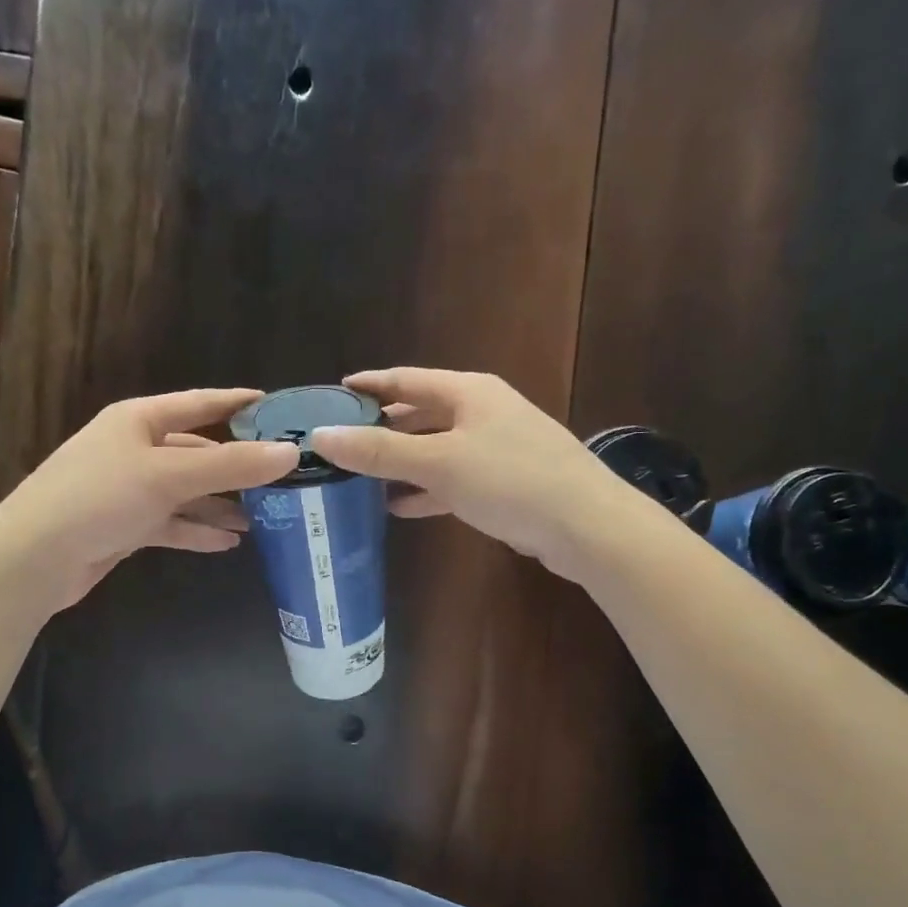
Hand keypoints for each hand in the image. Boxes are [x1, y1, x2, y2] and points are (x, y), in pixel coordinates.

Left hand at [0, 389, 298, 610]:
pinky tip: (228, 543)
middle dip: (236, 467)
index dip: (237, 403)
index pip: (200, 403)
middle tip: (281, 479)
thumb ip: (231, 465)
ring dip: (220, 505)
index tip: (276, 407)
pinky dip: (197, 531)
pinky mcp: (125, 526)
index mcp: (139, 420)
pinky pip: (171, 523)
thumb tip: (290, 452)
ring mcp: (129, 489)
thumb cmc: (99, 498)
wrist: (34, 558)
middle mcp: (135, 449)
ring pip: (187, 492)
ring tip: (263, 519)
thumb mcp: (169, 475)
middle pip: (197, 452)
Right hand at [312, 368, 622, 582]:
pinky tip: (399, 507)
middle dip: (380, 429)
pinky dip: (425, 489)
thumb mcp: (439, 463)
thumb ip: (379, 451)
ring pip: (434, 449)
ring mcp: (495, 448)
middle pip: (419, 415)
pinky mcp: (503, 483)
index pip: (405, 380)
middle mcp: (481, 412)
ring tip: (358, 478)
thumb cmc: (511, 480)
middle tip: (339, 444)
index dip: (368, 385)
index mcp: (467, 392)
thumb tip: (320, 435)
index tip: (332, 395)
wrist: (587, 526)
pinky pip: (452, 479)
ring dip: (399, 463)